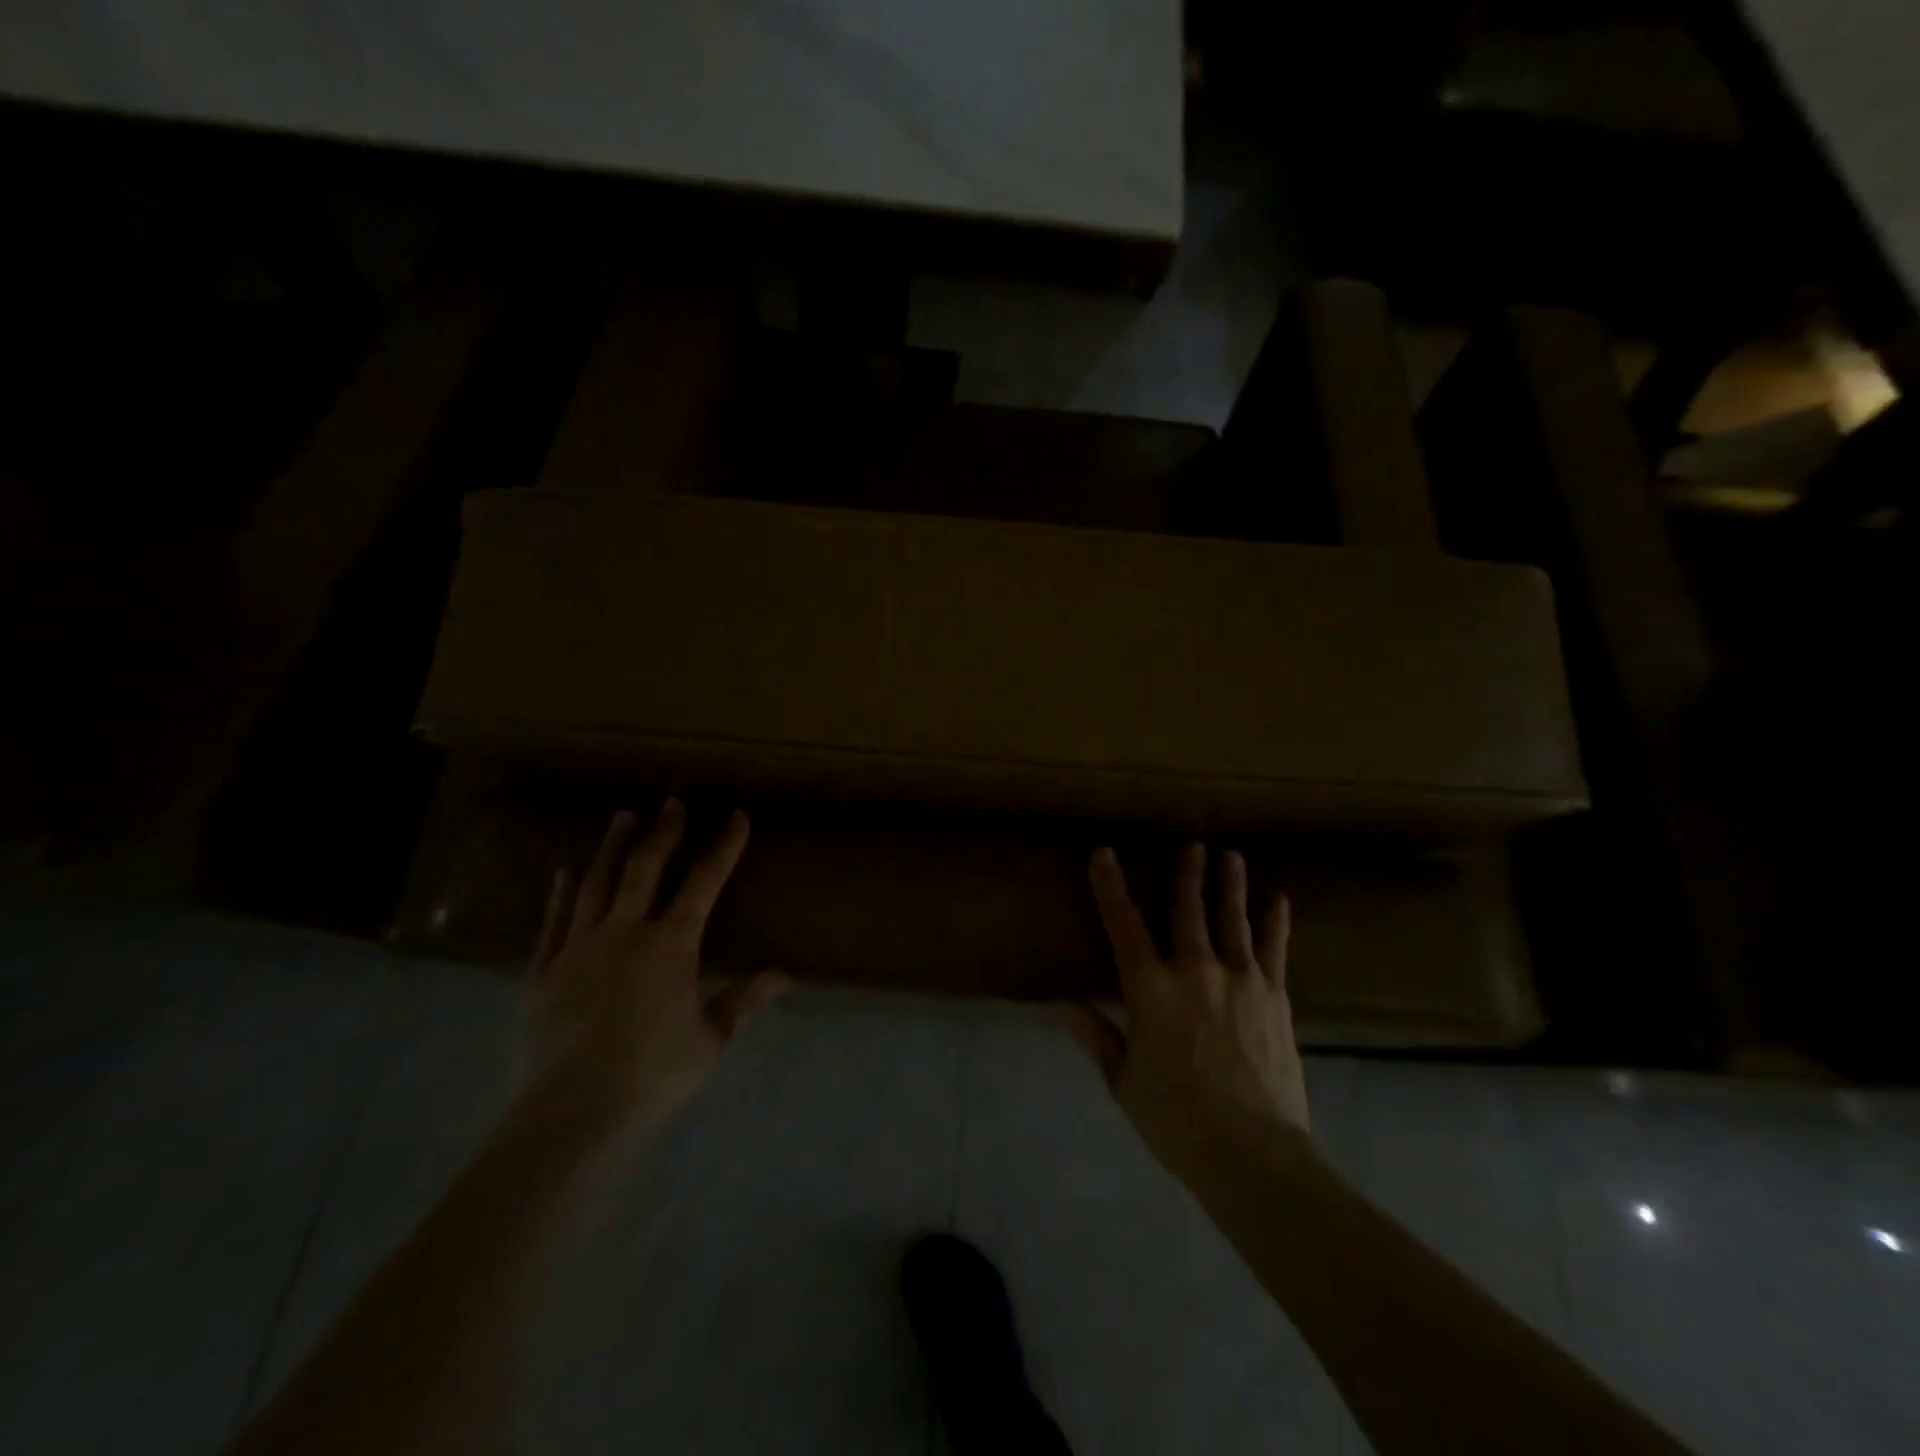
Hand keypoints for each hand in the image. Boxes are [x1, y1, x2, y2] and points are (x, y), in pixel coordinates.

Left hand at [516, 801, 786, 1155]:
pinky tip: (563, 872)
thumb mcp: (710, 1040)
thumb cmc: (652, 1075)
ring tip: (622, 817)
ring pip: (596, 883)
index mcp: (672, 944)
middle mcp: (626, 931)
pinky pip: (553, 921)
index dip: (724, 846)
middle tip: (672, 802)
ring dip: (612, 847)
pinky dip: (560, 893)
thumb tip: (784, 975)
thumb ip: (743, 1001)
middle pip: (646, 868)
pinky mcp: (543, 970)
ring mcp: (579, 947)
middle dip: (664, 832)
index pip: (705, 882)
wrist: (571, 1114)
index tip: (736, 816)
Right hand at [1059, 844, 1308, 1179]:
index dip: (1111, 887)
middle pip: (1187, 910)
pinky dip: (1274, 922)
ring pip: (1231, 919)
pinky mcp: (1274, 996)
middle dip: (1186, 874)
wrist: (1254, 1155)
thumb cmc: (1177, 1121)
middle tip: (1191, 844)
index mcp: (1150, 989)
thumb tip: (1058, 1004)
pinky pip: (1274, 949)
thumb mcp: (1124, 1081)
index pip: (1123, 925)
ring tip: (1230, 855)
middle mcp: (1194, 970)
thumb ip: (1095, 1035)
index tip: (1104, 855)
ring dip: (1229, 884)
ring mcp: (1240, 979)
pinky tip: (1278, 900)